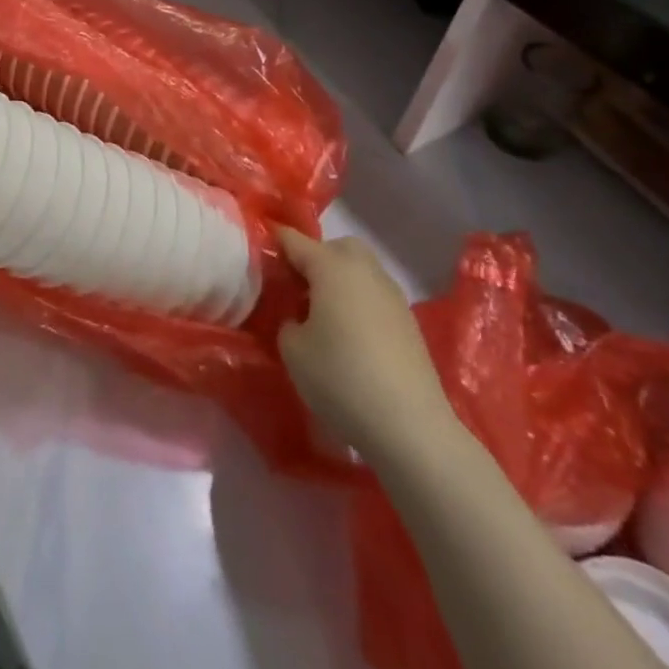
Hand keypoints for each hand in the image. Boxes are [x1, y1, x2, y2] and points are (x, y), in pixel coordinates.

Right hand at [276, 229, 453, 461]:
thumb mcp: (292, 349)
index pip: (294, 240)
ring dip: (340, 281)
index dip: (274, 244)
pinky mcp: (409, 323)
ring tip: (322, 315)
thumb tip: (298, 317)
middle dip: (316, 258)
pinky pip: (375, 296)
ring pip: (361, 270)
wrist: (410, 427)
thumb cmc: (341, 378)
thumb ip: (287, 320)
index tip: (258, 256)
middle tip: (297, 288)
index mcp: (331, 267)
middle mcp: (364, 271)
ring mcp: (392, 296)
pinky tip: (350, 337)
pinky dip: (359, 303)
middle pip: (336, 247)